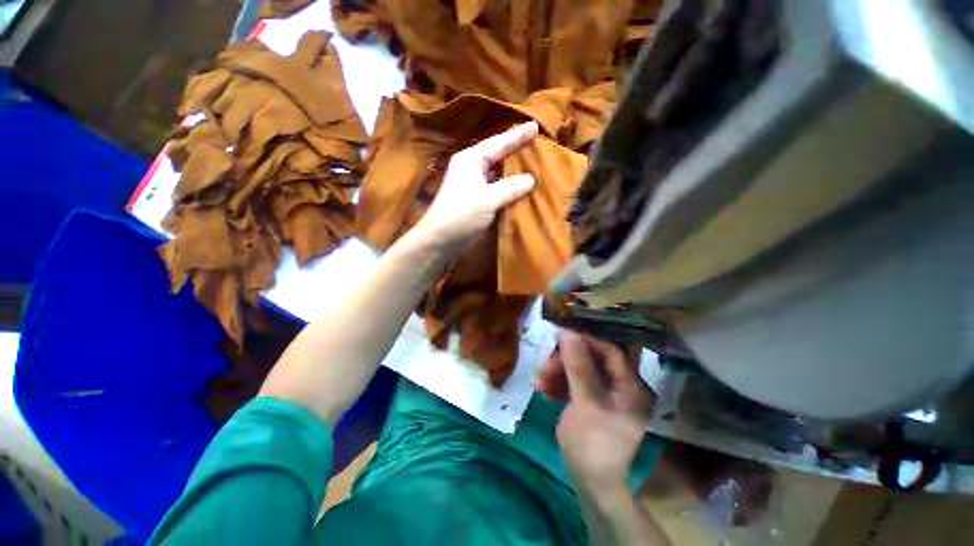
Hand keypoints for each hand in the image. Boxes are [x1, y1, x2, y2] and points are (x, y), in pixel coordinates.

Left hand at [413, 121, 537, 249]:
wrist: (442, 240)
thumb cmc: (460, 214)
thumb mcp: (487, 199)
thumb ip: (510, 187)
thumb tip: (531, 179)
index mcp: (470, 159)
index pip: (498, 143)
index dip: (517, 135)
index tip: (536, 125)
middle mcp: (472, 168)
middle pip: (498, 155)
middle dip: (516, 150)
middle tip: (538, 142)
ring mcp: (475, 185)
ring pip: (499, 173)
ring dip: (514, 170)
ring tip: (534, 163)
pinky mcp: (478, 200)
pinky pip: (498, 189)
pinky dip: (510, 188)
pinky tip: (524, 187)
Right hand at [541, 331, 655, 492]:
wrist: (591, 486)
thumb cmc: (594, 445)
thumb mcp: (586, 403)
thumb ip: (578, 367)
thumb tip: (567, 333)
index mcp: (628, 386)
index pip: (609, 351)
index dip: (585, 342)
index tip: (559, 338)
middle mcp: (618, 387)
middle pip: (590, 361)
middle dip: (565, 362)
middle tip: (544, 368)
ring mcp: (602, 395)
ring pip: (578, 371)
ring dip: (557, 373)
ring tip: (538, 381)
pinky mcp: (588, 403)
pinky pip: (572, 385)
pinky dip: (557, 384)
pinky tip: (543, 390)